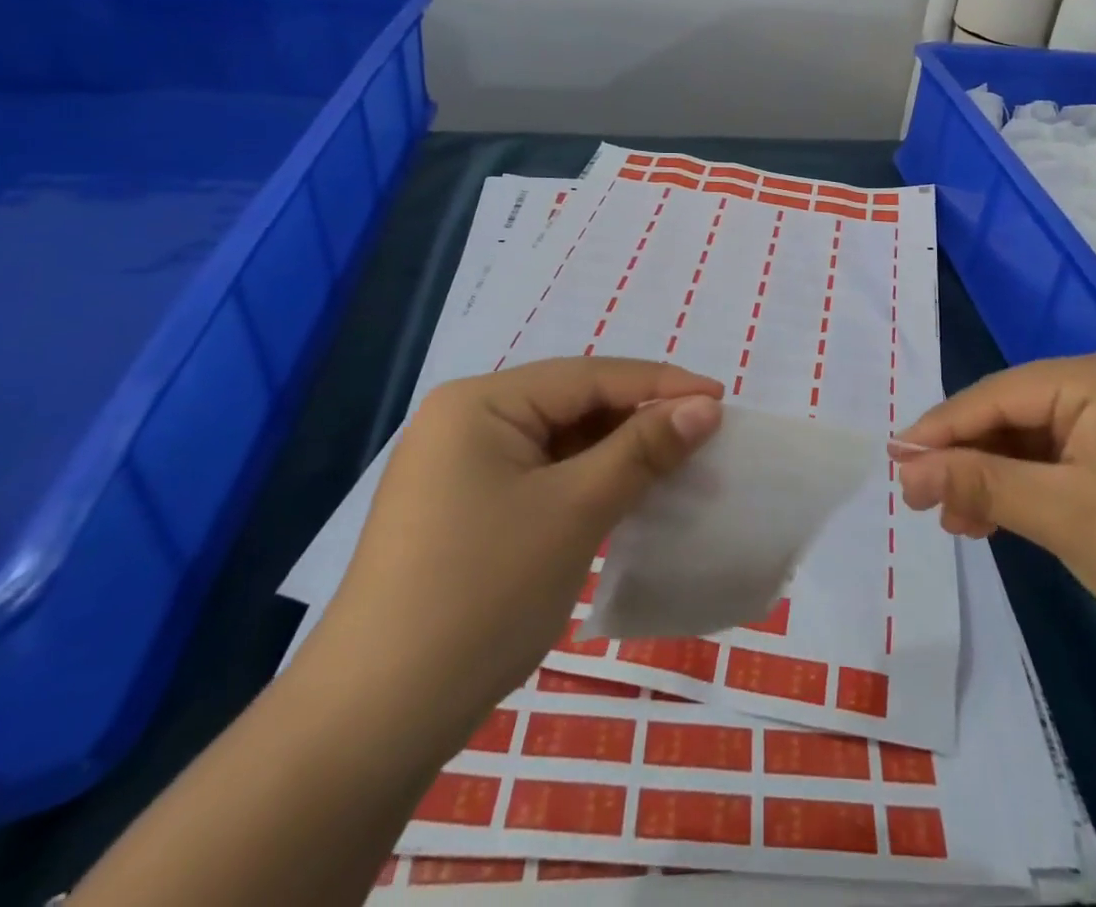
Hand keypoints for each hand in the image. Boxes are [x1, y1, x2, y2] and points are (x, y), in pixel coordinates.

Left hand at [329, 358, 722, 720]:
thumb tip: (704, 408)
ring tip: (676, 464)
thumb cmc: (482, 593)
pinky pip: (541, 476)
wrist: (374, 719)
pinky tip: (625, 495)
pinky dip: (586, 483)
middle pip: (572, 404)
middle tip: (704, 435)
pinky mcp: (464, 508)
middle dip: (638, 419)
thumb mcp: (574, 512)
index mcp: (481, 401)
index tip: (721, 399)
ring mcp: (460, 467)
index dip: (659, 383)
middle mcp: (466, 420)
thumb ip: (642, 450)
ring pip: (559, 442)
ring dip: (616, 453)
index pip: (588, 376)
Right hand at [895, 348, 1095, 682]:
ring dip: (1000, 479)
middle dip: (971, 460)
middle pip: (1020, 414)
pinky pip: (1074, 459)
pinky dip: (1039, 489)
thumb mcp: (1065, 517)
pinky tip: (1008, 517)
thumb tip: (906, 468)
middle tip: (927, 503)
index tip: (894, 461)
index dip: (941, 428)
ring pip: (1044, 440)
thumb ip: (979, 482)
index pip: (1000, 393)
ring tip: (961, 521)